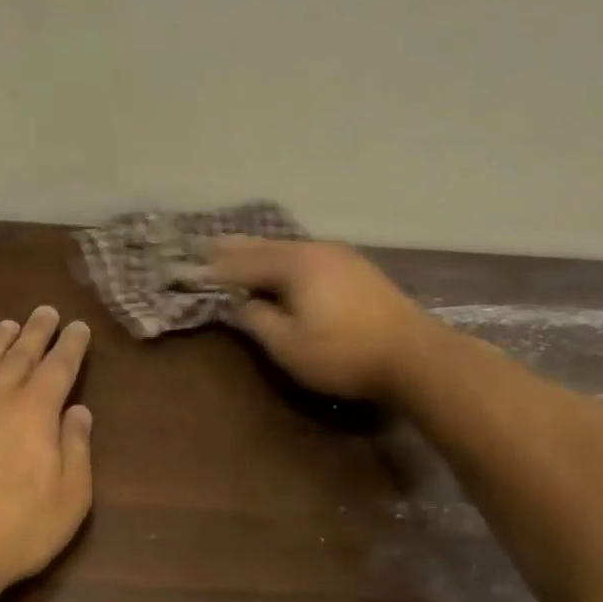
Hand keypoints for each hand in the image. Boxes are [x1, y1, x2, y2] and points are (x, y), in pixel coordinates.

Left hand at [0, 306, 93, 601]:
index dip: (71, 345)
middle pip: (19, 355)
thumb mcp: (68, 499)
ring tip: (8, 325)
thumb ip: (76, 449)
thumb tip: (79, 411)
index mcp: (35, 412)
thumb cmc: (13, 531)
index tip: (77, 327)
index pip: (58, 367)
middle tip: (46, 311)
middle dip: (36, 331)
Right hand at [202, 237, 430, 401]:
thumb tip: (237, 304)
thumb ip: (256, 320)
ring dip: (259, 251)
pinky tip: (281, 265)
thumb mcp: (288, 346)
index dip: (212, 269)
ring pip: (287, 249)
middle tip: (204, 245)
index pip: (241, 263)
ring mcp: (340, 256)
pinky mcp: (357, 269)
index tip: (187, 268)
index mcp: (294, 264)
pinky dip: (282, 258)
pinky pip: (306, 256)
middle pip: (264, 247)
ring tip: (236, 252)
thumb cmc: (343, 354)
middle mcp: (315, 250)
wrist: (415, 356)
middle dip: (232, 248)